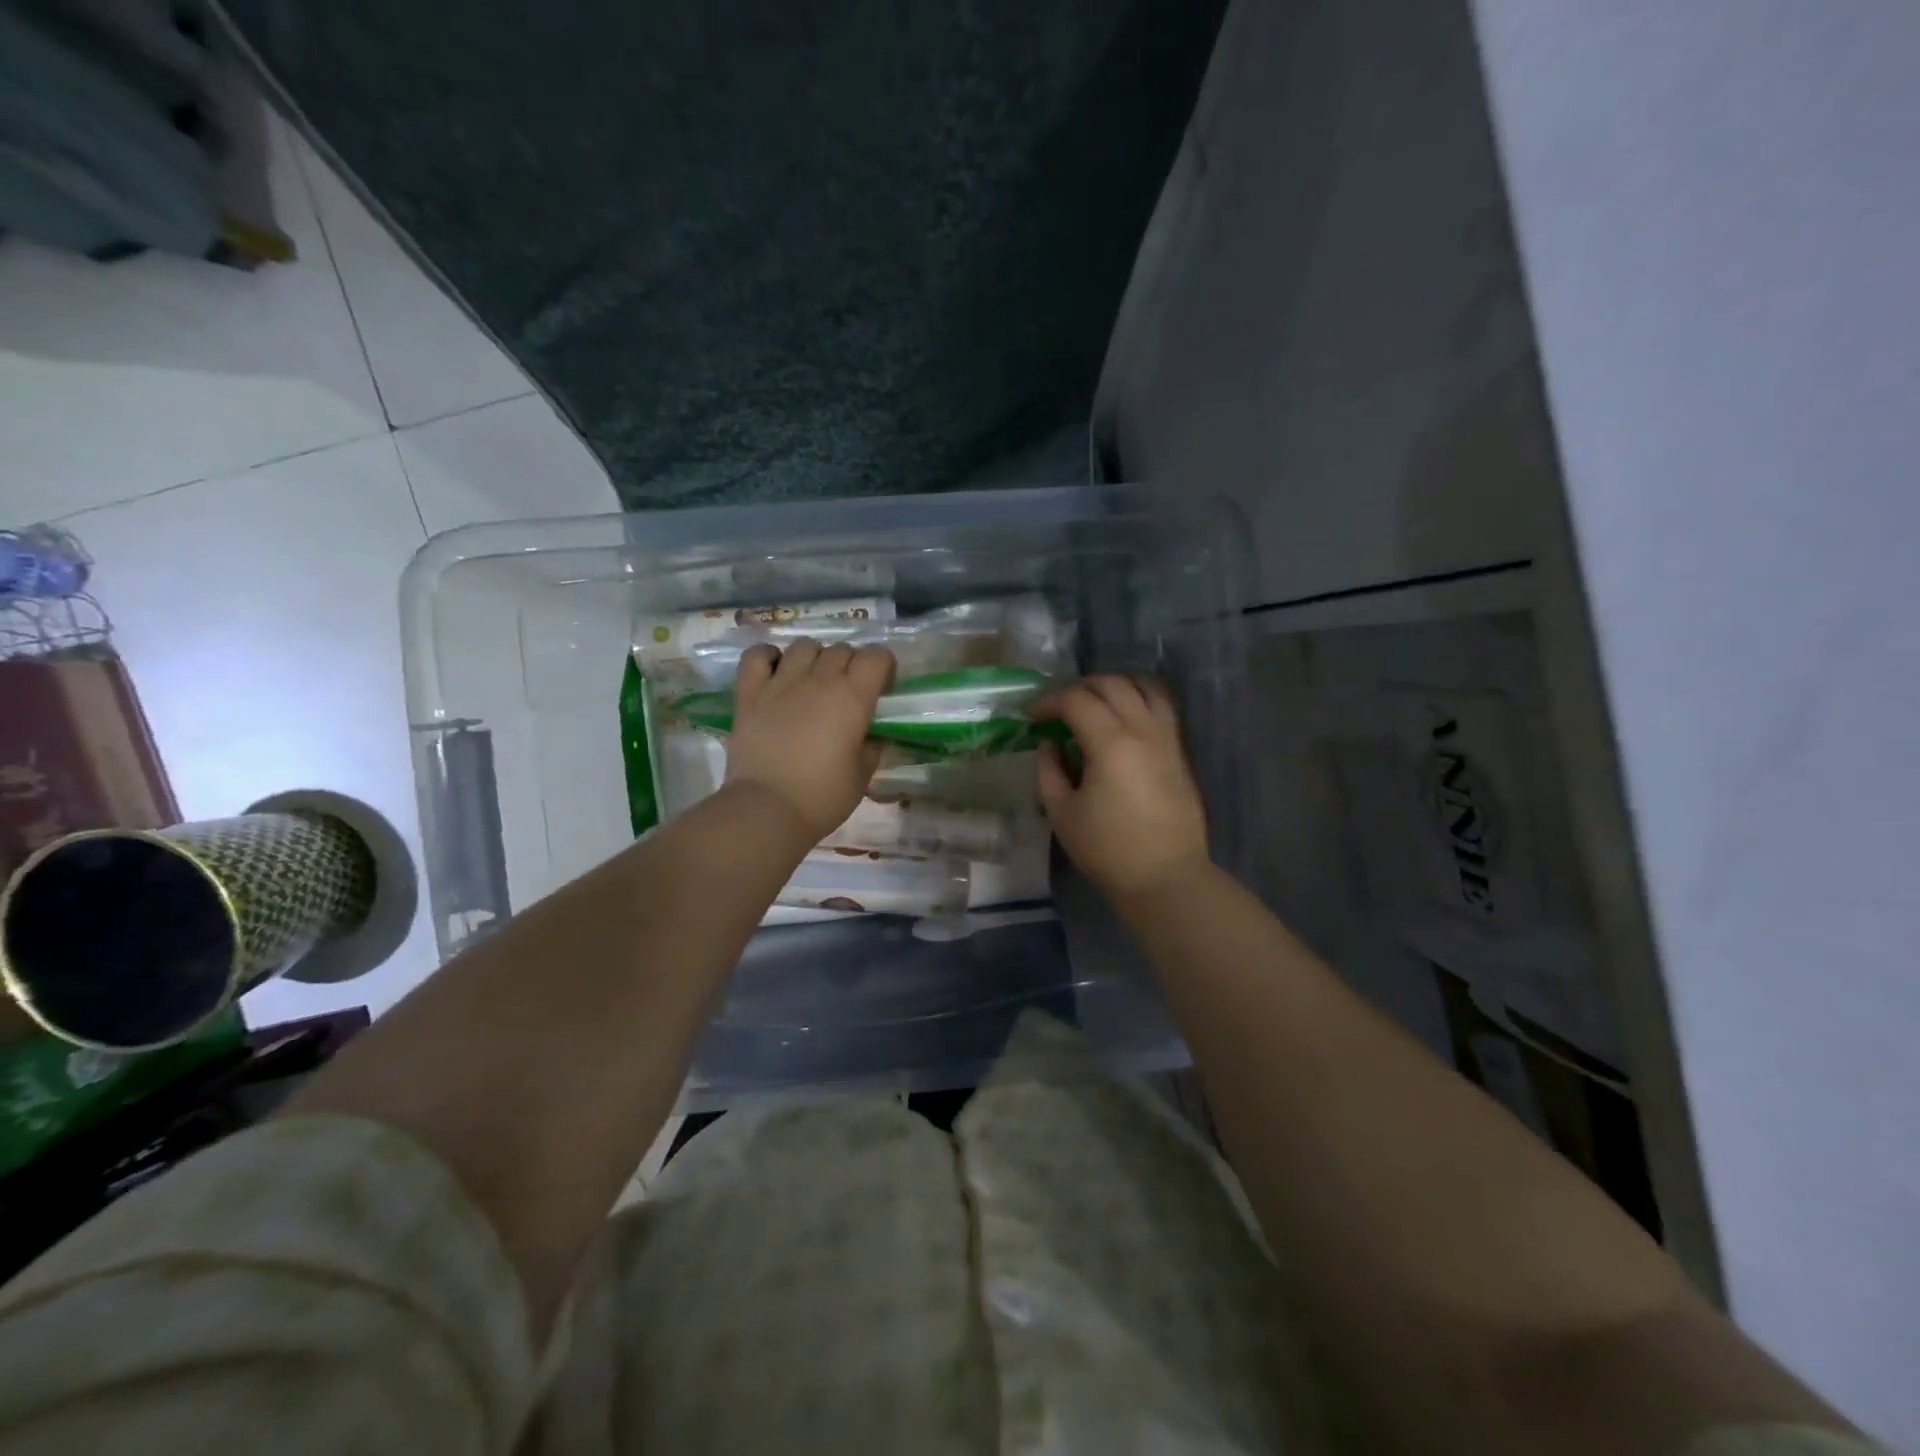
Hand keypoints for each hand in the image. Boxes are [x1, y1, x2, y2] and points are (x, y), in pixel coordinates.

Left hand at [723, 639, 894, 841]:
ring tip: (813, 682)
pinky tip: (776, 671)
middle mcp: (819, 680)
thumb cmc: (822, 797)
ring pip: (804, 646)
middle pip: (842, 650)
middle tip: (848, 693)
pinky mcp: (750, 693)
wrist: (767, 810)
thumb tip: (872, 736)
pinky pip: (757, 655)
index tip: (881, 690)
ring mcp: (781, 683)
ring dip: (815, 658)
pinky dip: (769, 656)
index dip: (883, 668)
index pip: (877, 656)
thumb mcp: (862, 776)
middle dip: (851, 665)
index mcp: (853, 698)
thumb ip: (871, 747)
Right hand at [1030, 674, 1210, 900]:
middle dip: (1080, 688)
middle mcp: (1143, 729)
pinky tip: (1122, 720)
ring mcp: (1167, 738)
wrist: (1165, 877)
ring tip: (1095, 704)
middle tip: (1059, 709)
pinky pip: (1162, 707)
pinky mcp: (1179, 752)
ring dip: (1115, 686)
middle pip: (1111, 684)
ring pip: (1144, 686)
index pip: (1076, 700)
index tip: (1032, 717)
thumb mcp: (1062, 813)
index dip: (1049, 702)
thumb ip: (1049, 771)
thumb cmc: (1107, 849)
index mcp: (1111, 743)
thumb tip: (1050, 745)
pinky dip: (1139, 699)